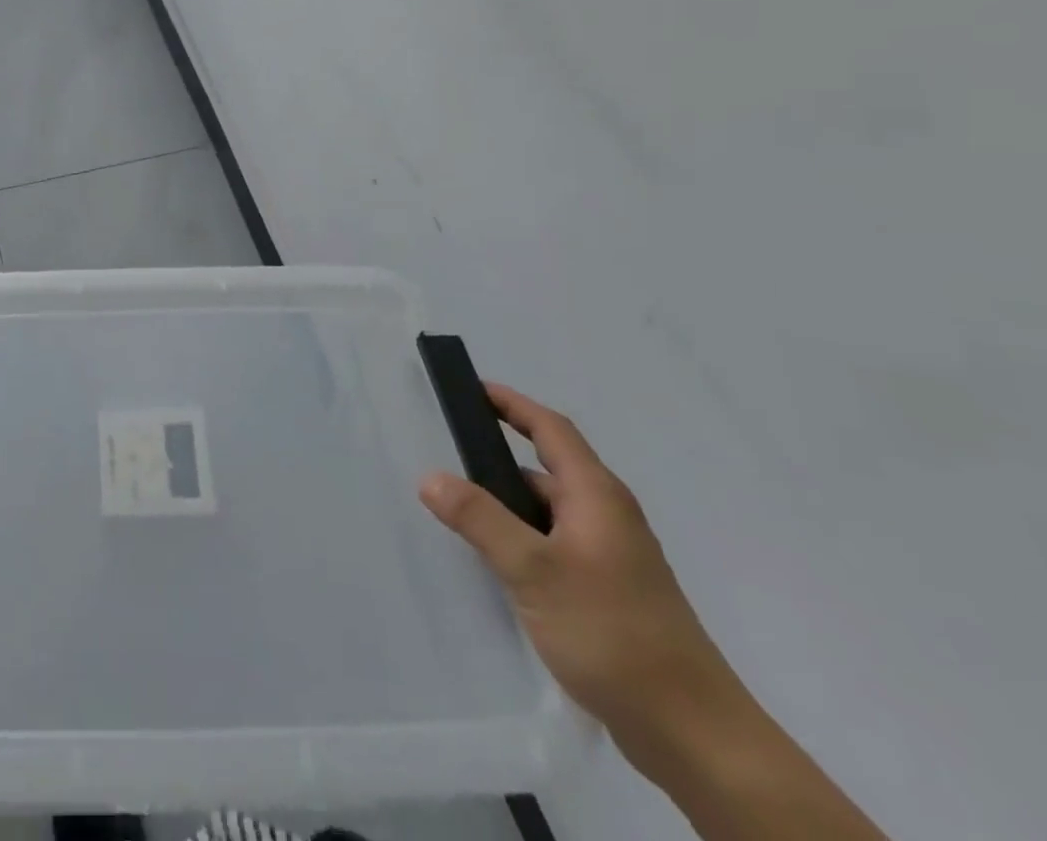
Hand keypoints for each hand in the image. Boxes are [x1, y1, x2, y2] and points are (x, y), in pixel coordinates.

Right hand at [417, 384, 745, 757]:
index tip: (473, 388)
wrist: (696, 736)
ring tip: (461, 513)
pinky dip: (523, 539)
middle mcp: (607, 517)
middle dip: (499, 457)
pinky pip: (554, 545)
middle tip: (449, 457)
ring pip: (549, 512)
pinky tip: (498, 565)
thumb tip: (430, 477)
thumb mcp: (534, 571)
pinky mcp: (610, 593)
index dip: (512, 404)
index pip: (551, 429)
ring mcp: (612, 557)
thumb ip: (479, 519)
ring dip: (508, 504)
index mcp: (597, 497)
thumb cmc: (614, 634)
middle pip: (547, 468)